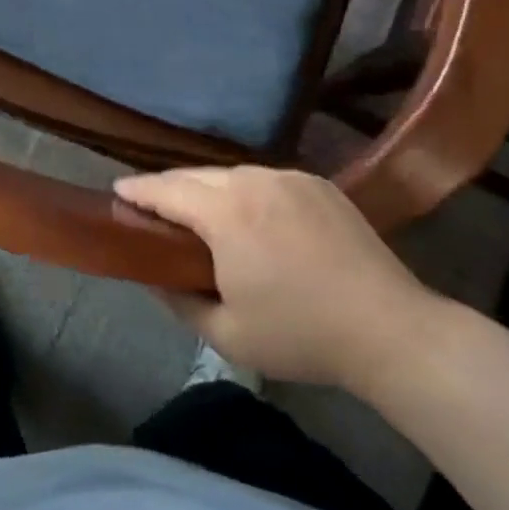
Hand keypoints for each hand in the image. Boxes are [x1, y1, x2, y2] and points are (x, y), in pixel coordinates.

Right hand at [114, 166, 446, 392]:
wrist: (391, 330)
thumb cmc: (301, 335)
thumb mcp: (227, 333)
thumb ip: (179, 300)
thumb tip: (153, 276)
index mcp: (226, 213)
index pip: (166, 190)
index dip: (137, 190)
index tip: (117, 190)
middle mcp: (254, 180)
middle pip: (196, 175)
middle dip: (169, 187)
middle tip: (151, 205)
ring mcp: (290, 177)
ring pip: (232, 174)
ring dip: (209, 189)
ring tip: (200, 211)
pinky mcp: (319, 183)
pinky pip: (266, 179)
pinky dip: (246, 191)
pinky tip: (250, 215)